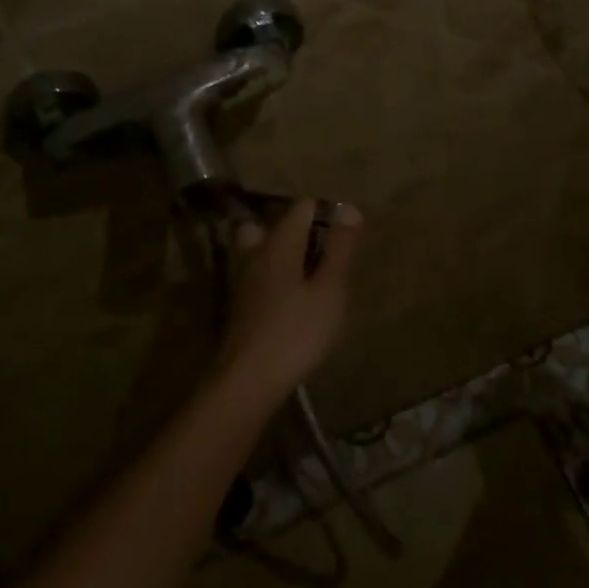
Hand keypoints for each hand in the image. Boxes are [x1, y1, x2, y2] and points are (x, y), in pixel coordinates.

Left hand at [213, 198, 359, 406]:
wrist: (248, 380)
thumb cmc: (296, 331)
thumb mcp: (329, 290)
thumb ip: (340, 249)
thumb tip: (349, 208)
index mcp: (279, 242)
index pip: (302, 207)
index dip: (327, 212)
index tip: (347, 236)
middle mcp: (256, 252)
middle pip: (277, 225)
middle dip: (301, 231)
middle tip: (326, 254)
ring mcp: (243, 278)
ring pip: (263, 249)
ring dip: (286, 255)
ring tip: (311, 277)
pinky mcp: (240, 304)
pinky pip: (259, 274)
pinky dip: (276, 277)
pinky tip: (293, 302)